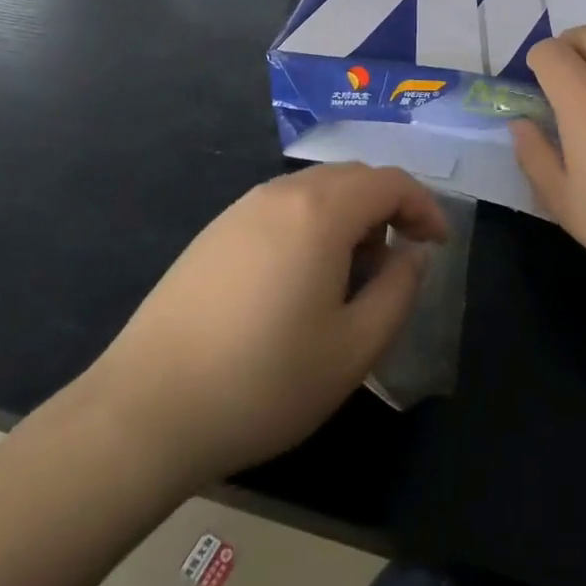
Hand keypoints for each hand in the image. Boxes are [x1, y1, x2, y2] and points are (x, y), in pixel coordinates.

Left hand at [75, 163, 447, 487]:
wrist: (148, 408)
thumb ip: (398, 291)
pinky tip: (301, 278)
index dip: (424, 206)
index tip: (438, 244)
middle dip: (388, 208)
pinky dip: (312, 224)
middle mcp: (283, 193)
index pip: (390, 182)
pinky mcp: (216, 230)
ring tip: (352, 273)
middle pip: (353, 177)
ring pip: (316, 190)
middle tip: (399, 259)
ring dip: (349, 216)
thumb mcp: (353, 349)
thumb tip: (411, 254)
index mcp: (321, 211)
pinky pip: (282, 207)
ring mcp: (243, 207)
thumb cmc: (264, 381)